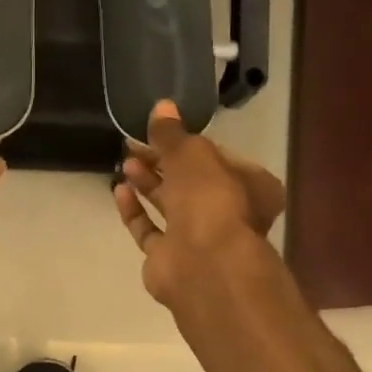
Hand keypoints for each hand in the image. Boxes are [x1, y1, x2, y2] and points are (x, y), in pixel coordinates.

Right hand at [113, 99, 285, 310]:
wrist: (203, 265)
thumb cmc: (210, 200)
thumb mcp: (192, 154)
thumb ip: (172, 133)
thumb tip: (161, 106)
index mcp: (251, 186)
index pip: (217, 156)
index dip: (188, 142)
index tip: (159, 130)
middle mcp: (228, 213)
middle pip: (191, 181)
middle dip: (162, 161)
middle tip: (133, 143)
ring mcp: (199, 239)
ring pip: (170, 205)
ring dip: (148, 183)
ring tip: (125, 161)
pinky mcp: (170, 259)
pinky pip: (150, 231)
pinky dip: (135, 212)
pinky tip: (119, 191)